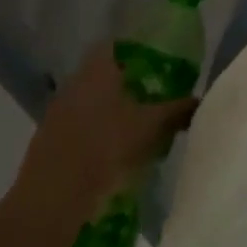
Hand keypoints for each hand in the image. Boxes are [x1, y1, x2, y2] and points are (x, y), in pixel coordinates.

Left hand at [15, 49, 199, 219]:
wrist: (50, 201)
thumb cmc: (104, 148)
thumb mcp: (151, 127)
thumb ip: (177, 110)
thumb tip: (199, 100)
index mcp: (98, 67)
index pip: (118, 45)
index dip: (138, 52)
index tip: (157, 65)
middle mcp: (74, 81)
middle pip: (105, 74)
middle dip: (127, 84)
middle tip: (153, 98)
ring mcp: (57, 111)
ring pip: (90, 102)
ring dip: (110, 111)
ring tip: (135, 130)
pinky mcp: (47, 141)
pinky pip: (77, 127)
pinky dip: (94, 134)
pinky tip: (110, 154)